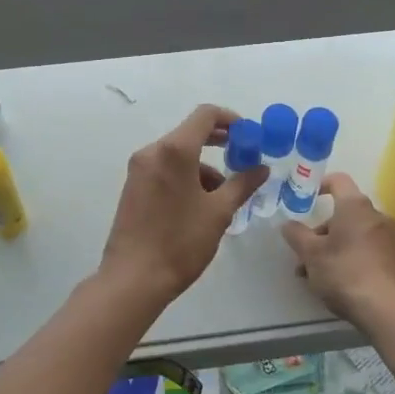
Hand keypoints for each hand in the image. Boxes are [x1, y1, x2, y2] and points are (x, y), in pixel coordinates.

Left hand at [98, 105, 265, 308]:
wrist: (134, 278)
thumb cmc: (181, 242)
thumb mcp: (219, 212)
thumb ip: (242, 184)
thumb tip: (261, 168)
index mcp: (174, 150)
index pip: (205, 115)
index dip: (231, 119)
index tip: (249, 136)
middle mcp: (152, 152)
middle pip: (190, 133)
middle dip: (219, 143)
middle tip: (243, 158)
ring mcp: (139, 169)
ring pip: (177, 155)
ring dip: (203, 167)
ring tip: (222, 197)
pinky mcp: (133, 187)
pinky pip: (164, 169)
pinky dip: (185, 176)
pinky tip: (199, 206)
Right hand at [281, 173, 394, 325]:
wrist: (387, 310)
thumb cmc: (345, 272)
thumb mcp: (311, 254)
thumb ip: (296, 235)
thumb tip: (288, 224)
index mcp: (356, 206)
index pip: (338, 180)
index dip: (319, 185)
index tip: (305, 197)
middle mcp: (376, 216)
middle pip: (343, 213)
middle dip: (320, 231)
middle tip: (302, 253)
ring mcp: (389, 239)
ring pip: (352, 235)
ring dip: (331, 248)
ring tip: (312, 276)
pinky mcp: (394, 260)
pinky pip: (365, 250)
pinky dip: (348, 258)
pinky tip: (333, 283)